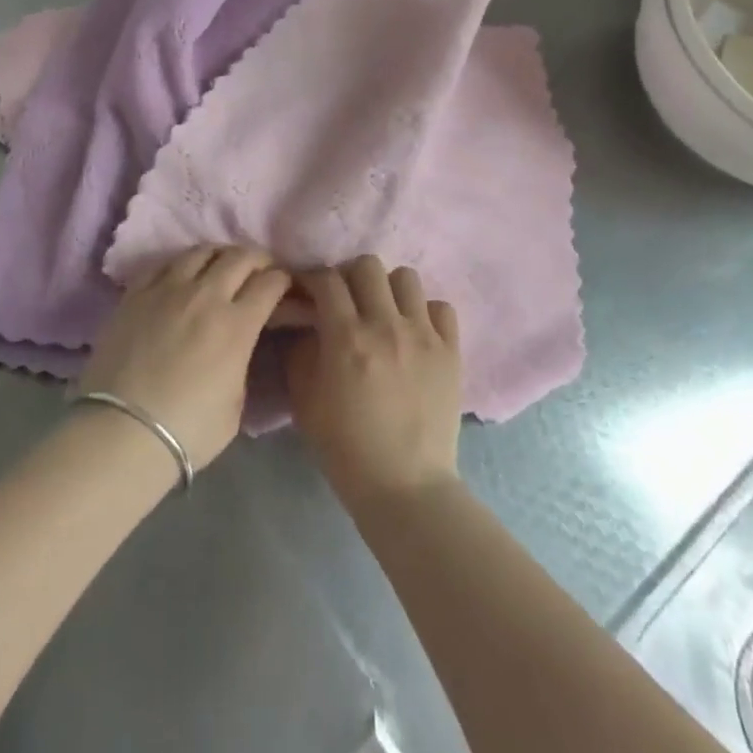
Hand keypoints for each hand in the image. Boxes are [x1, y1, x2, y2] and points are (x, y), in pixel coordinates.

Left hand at [79, 246, 289, 471]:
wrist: (121, 433)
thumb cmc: (187, 431)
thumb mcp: (236, 404)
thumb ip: (242, 362)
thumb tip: (239, 345)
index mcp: (237, 324)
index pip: (271, 283)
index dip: (283, 280)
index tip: (284, 287)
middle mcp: (206, 295)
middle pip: (240, 257)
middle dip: (258, 260)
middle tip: (260, 271)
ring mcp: (167, 289)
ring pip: (201, 251)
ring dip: (220, 255)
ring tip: (221, 266)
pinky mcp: (135, 293)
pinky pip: (164, 263)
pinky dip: (182, 264)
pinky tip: (183, 275)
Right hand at [285, 256, 462, 510]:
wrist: (405, 487)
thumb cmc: (346, 448)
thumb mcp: (305, 401)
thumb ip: (301, 352)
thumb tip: (307, 323)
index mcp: (347, 338)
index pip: (327, 280)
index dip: (312, 278)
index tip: (307, 290)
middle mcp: (386, 325)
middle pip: (368, 265)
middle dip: (350, 276)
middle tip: (346, 300)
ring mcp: (423, 336)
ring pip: (406, 278)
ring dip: (388, 289)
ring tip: (383, 313)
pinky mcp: (451, 351)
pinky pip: (440, 307)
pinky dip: (424, 312)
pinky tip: (414, 333)